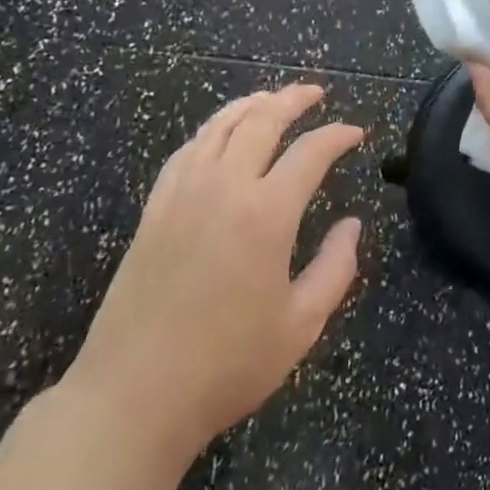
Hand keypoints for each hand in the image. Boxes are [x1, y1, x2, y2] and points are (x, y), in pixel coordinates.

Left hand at [66, 85, 364, 456]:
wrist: (133, 395)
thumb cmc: (227, 364)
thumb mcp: (302, 324)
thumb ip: (336, 268)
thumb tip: (351, 225)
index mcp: (266, 214)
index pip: (310, 152)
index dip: (338, 135)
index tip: (356, 133)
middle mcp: (223, 188)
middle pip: (262, 120)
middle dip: (293, 100)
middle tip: (316, 94)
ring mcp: (182, 194)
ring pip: (219, 126)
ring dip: (250, 104)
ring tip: (271, 98)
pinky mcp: (154, 209)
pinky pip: (187, 150)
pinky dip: (212, 130)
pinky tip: (220, 135)